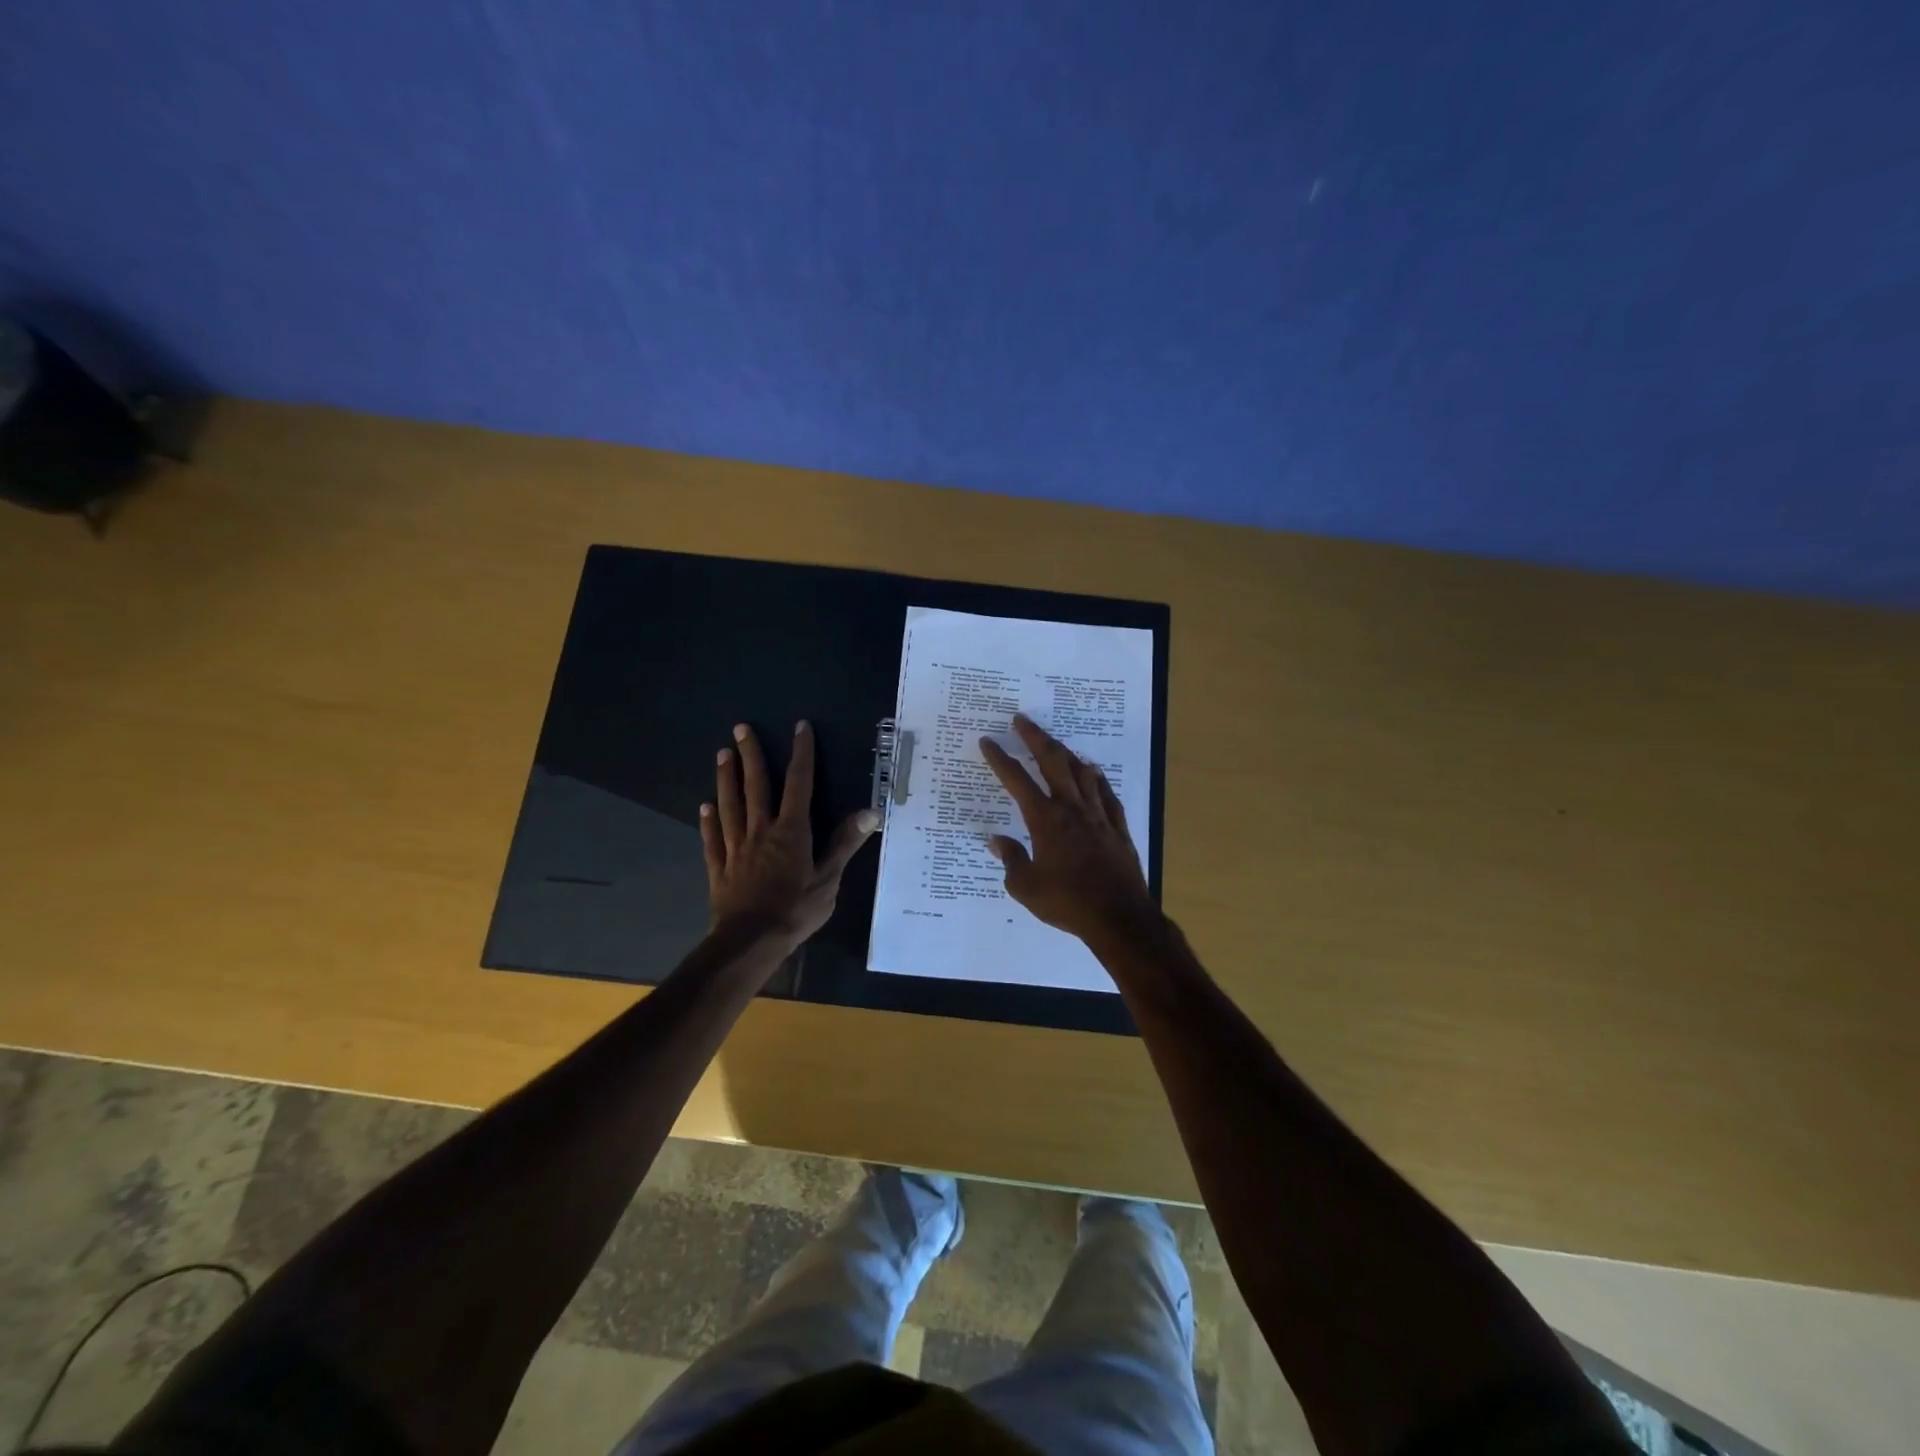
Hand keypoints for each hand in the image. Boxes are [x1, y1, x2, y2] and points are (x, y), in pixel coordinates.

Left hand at [702, 721, 877, 953]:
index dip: (801, 754)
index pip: (799, 784)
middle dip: (750, 755)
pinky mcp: (719, 868)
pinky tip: (704, 807)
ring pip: (730, 806)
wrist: (750, 942)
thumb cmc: (795, 910)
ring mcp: (736, 848)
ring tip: (721, 754)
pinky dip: (708, 821)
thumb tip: (870, 811)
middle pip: (755, 786)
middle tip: (740, 728)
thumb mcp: (829, 879)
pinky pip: (713, 839)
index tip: (799, 727)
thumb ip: (845, 843)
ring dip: (726, 779)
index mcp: (791, 831)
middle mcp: (761, 831)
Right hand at [979, 713, 1161, 946]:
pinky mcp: (1118, 828)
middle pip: (1052, 762)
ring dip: (1066, 753)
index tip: (988, 742)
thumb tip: (996, 840)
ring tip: (1055, 743)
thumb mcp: (1026, 887)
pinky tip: (1093, 772)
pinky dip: (1097, 779)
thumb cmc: (1067, 902)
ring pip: (1082, 772)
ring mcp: (1098, 815)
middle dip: (1035, 737)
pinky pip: (1106, 794)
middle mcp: (1071, 808)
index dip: (1000, 759)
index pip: (1017, 781)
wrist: (1118, 916)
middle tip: (1022, 720)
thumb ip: (1010, 860)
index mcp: (1045, 820)